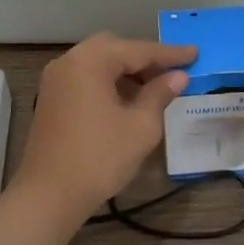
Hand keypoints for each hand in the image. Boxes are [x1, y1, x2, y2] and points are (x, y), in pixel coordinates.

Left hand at [11, 33, 195, 219]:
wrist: (48, 195)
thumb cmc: (99, 158)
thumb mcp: (140, 126)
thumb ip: (160, 94)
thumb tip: (178, 76)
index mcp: (90, 61)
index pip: (137, 49)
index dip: (169, 54)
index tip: (195, 54)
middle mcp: (69, 62)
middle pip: (114, 49)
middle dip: (145, 59)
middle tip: (173, 73)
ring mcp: (56, 80)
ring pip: (99, 63)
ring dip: (126, 72)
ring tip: (155, 89)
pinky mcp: (52, 99)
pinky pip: (86, 78)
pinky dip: (109, 82)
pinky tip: (128, 101)